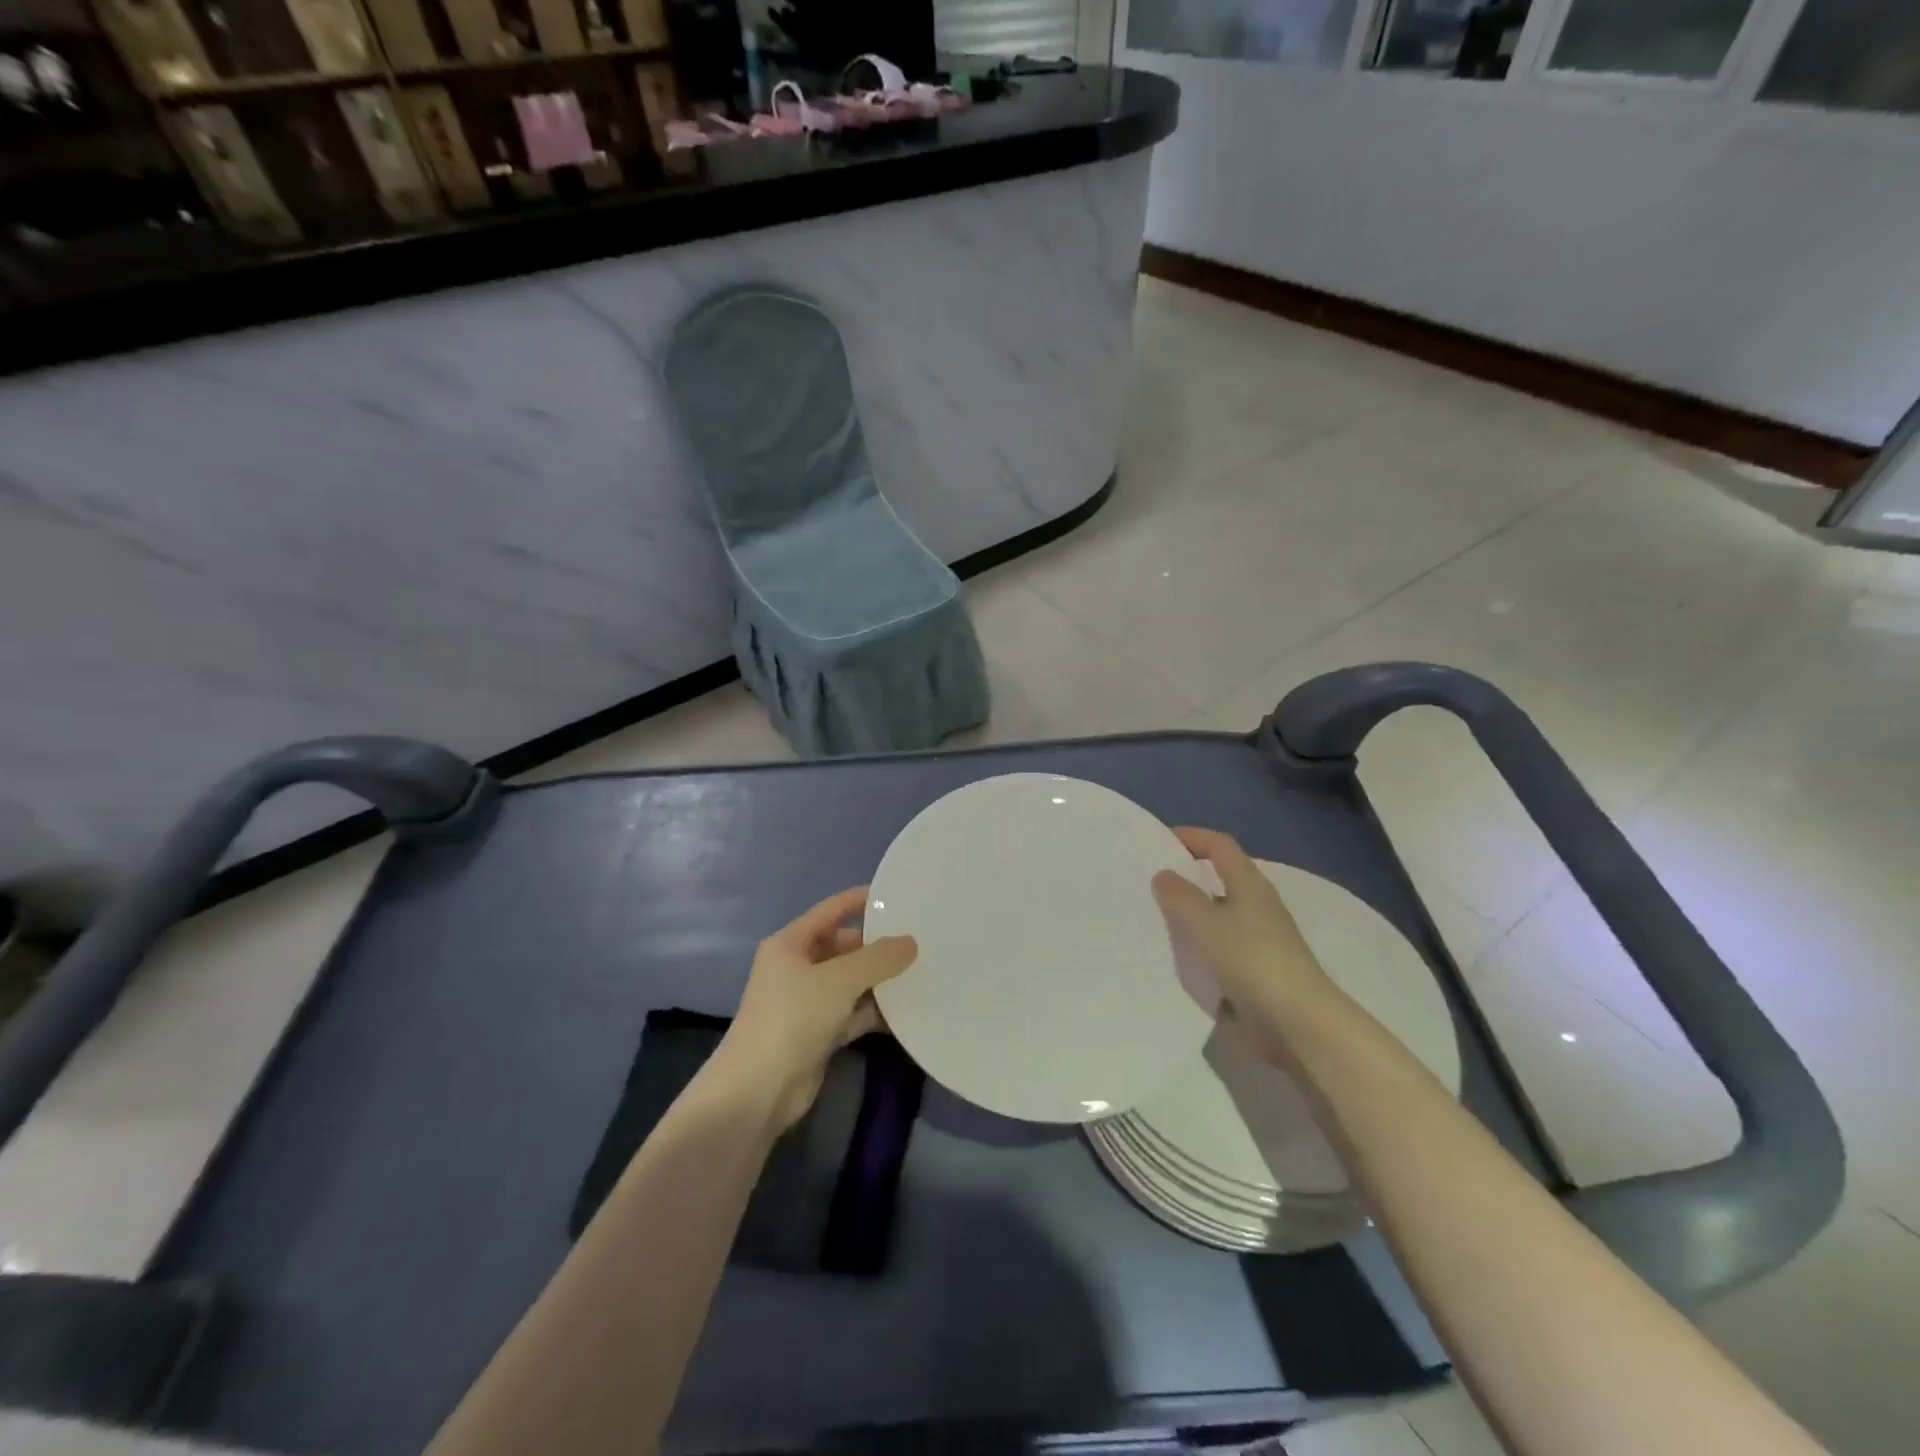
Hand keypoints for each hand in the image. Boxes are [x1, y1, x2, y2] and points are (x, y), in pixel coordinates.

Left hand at [711, 887, 917, 1133]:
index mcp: (790, 944)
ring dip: (878, 980)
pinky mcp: (817, 1033)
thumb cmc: (793, 1017)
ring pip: (850, 981)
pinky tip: (906, 1009)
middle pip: (842, 946)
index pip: (830, 910)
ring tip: (920, 971)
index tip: (896, 895)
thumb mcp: (840, 979)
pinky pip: (851, 1012)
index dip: (860, 900)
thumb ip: (879, 958)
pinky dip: (873, 1010)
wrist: (758, 1090)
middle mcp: (796, 968)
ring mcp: (806, 1002)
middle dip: (876, 945)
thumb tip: (910, 942)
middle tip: (917, 941)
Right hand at [1151, 827, 1333, 1059]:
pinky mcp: (1258, 967)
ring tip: (1157, 916)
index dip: (1192, 837)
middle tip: (1151, 880)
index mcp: (1250, 884)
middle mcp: (1257, 904)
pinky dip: (1201, 942)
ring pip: (1220, 912)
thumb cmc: (1252, 960)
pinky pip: (1222, 943)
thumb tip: (1163, 874)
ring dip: (1192, 911)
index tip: (1160, 841)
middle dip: (1188, 875)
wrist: (1298, 1022)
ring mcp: (1260, 937)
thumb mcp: (1207, 924)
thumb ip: (1181, 897)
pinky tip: (1179, 954)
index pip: (1220, 846)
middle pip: (1221, 877)